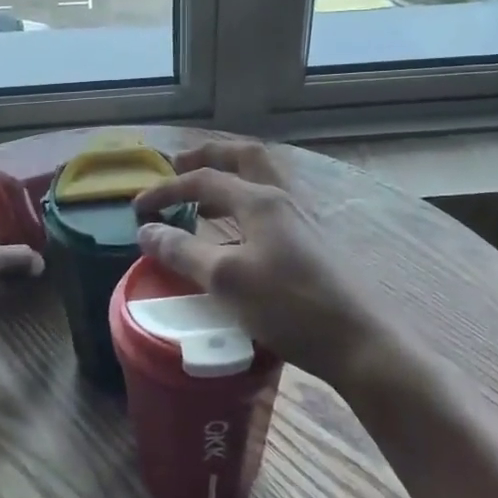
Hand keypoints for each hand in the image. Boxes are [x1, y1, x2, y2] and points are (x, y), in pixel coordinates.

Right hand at [133, 141, 397, 390]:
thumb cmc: (289, 307)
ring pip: (262, 180)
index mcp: (261, 200)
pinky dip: (245, 204)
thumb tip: (146, 230)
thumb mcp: (226, 281)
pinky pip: (272, 205)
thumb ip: (183, 252)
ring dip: (229, 179)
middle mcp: (284, 198)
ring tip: (202, 200)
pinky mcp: (313, 242)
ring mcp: (304, 219)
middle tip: (179, 167)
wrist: (360, 341)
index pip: (204, 180)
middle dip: (209, 156)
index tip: (138, 208)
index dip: (167, 189)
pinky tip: (237, 234)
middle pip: (245, 157)